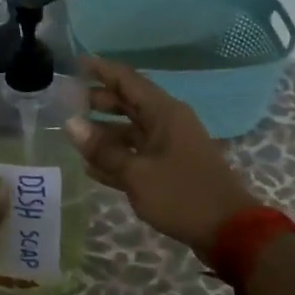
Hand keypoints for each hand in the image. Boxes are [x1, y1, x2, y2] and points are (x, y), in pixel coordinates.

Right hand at [67, 56, 261, 256]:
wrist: (228, 229)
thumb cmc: (182, 195)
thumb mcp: (137, 173)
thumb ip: (104, 149)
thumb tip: (71, 124)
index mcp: (164, 113)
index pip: (127, 80)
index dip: (100, 70)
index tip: (74, 64)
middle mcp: (167, 123)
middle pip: (128, 103)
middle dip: (98, 100)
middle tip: (66, 101)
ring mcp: (169, 146)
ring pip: (131, 130)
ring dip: (104, 131)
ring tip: (72, 134)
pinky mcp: (169, 169)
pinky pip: (137, 154)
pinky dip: (116, 157)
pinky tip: (91, 166)